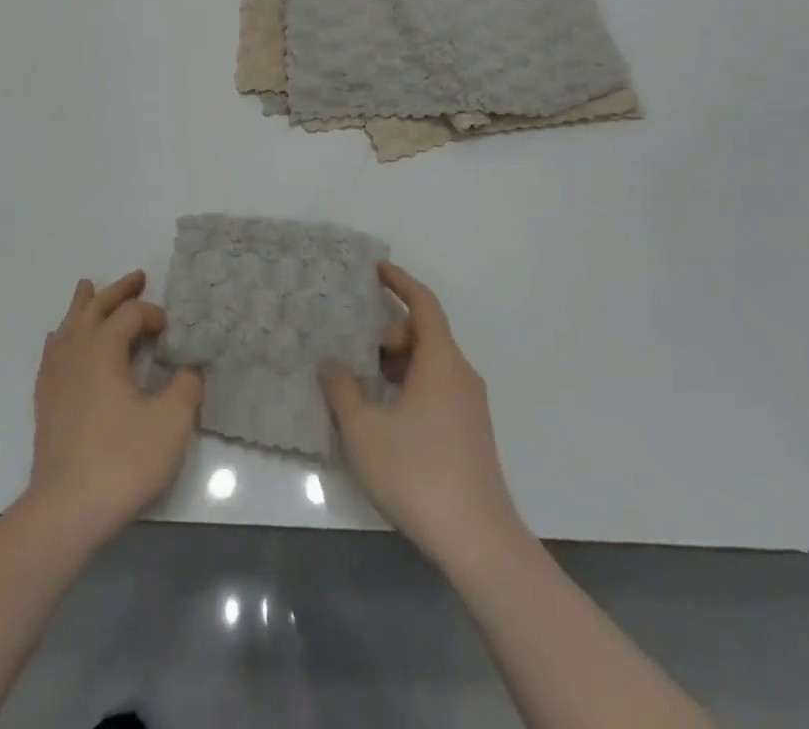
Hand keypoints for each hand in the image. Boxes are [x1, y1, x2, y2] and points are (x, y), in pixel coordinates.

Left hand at [26, 270, 202, 548]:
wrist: (66, 511)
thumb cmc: (122, 461)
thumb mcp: (171, 422)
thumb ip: (187, 386)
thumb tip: (189, 369)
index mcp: (104, 349)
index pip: (131, 315)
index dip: (154, 315)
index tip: (172, 333)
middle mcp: (76, 353)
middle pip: (95, 309)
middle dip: (118, 291)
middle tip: (137, 277)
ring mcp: (55, 377)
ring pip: (69, 326)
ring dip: (84, 306)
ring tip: (88, 289)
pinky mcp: (45, 402)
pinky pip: (52, 353)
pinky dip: (62, 337)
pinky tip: (60, 340)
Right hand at [319, 262, 523, 567]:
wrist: (478, 539)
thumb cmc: (418, 473)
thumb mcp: (365, 430)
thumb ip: (343, 390)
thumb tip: (329, 362)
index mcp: (440, 361)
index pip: (423, 304)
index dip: (400, 282)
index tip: (377, 269)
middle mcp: (460, 373)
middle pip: (425, 333)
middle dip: (390, 332)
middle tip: (356, 349)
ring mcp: (470, 404)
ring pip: (431, 363)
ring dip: (398, 362)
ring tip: (364, 382)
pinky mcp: (471, 431)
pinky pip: (438, 386)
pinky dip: (410, 383)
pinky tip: (386, 414)